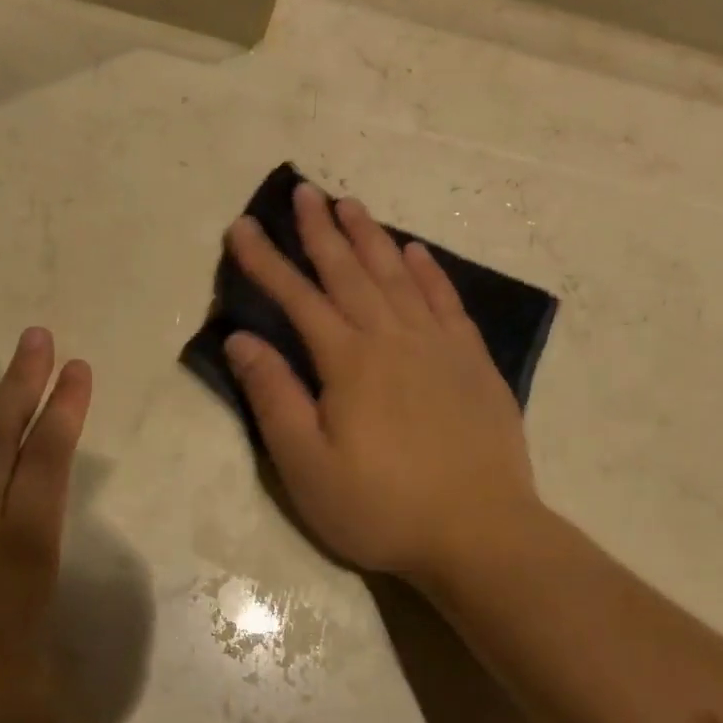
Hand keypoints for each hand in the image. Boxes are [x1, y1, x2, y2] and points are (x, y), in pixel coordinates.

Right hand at [223, 184, 540, 585]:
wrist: (480, 532)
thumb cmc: (381, 506)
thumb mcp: (307, 465)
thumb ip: (274, 396)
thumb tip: (242, 338)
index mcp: (348, 361)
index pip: (297, 296)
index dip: (265, 260)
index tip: (242, 226)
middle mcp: (393, 338)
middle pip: (349, 271)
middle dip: (320, 230)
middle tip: (303, 191)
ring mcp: (439, 346)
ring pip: (397, 275)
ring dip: (371, 236)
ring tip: (350, 204)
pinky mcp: (472, 362)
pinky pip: (446, 300)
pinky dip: (428, 271)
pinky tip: (415, 252)